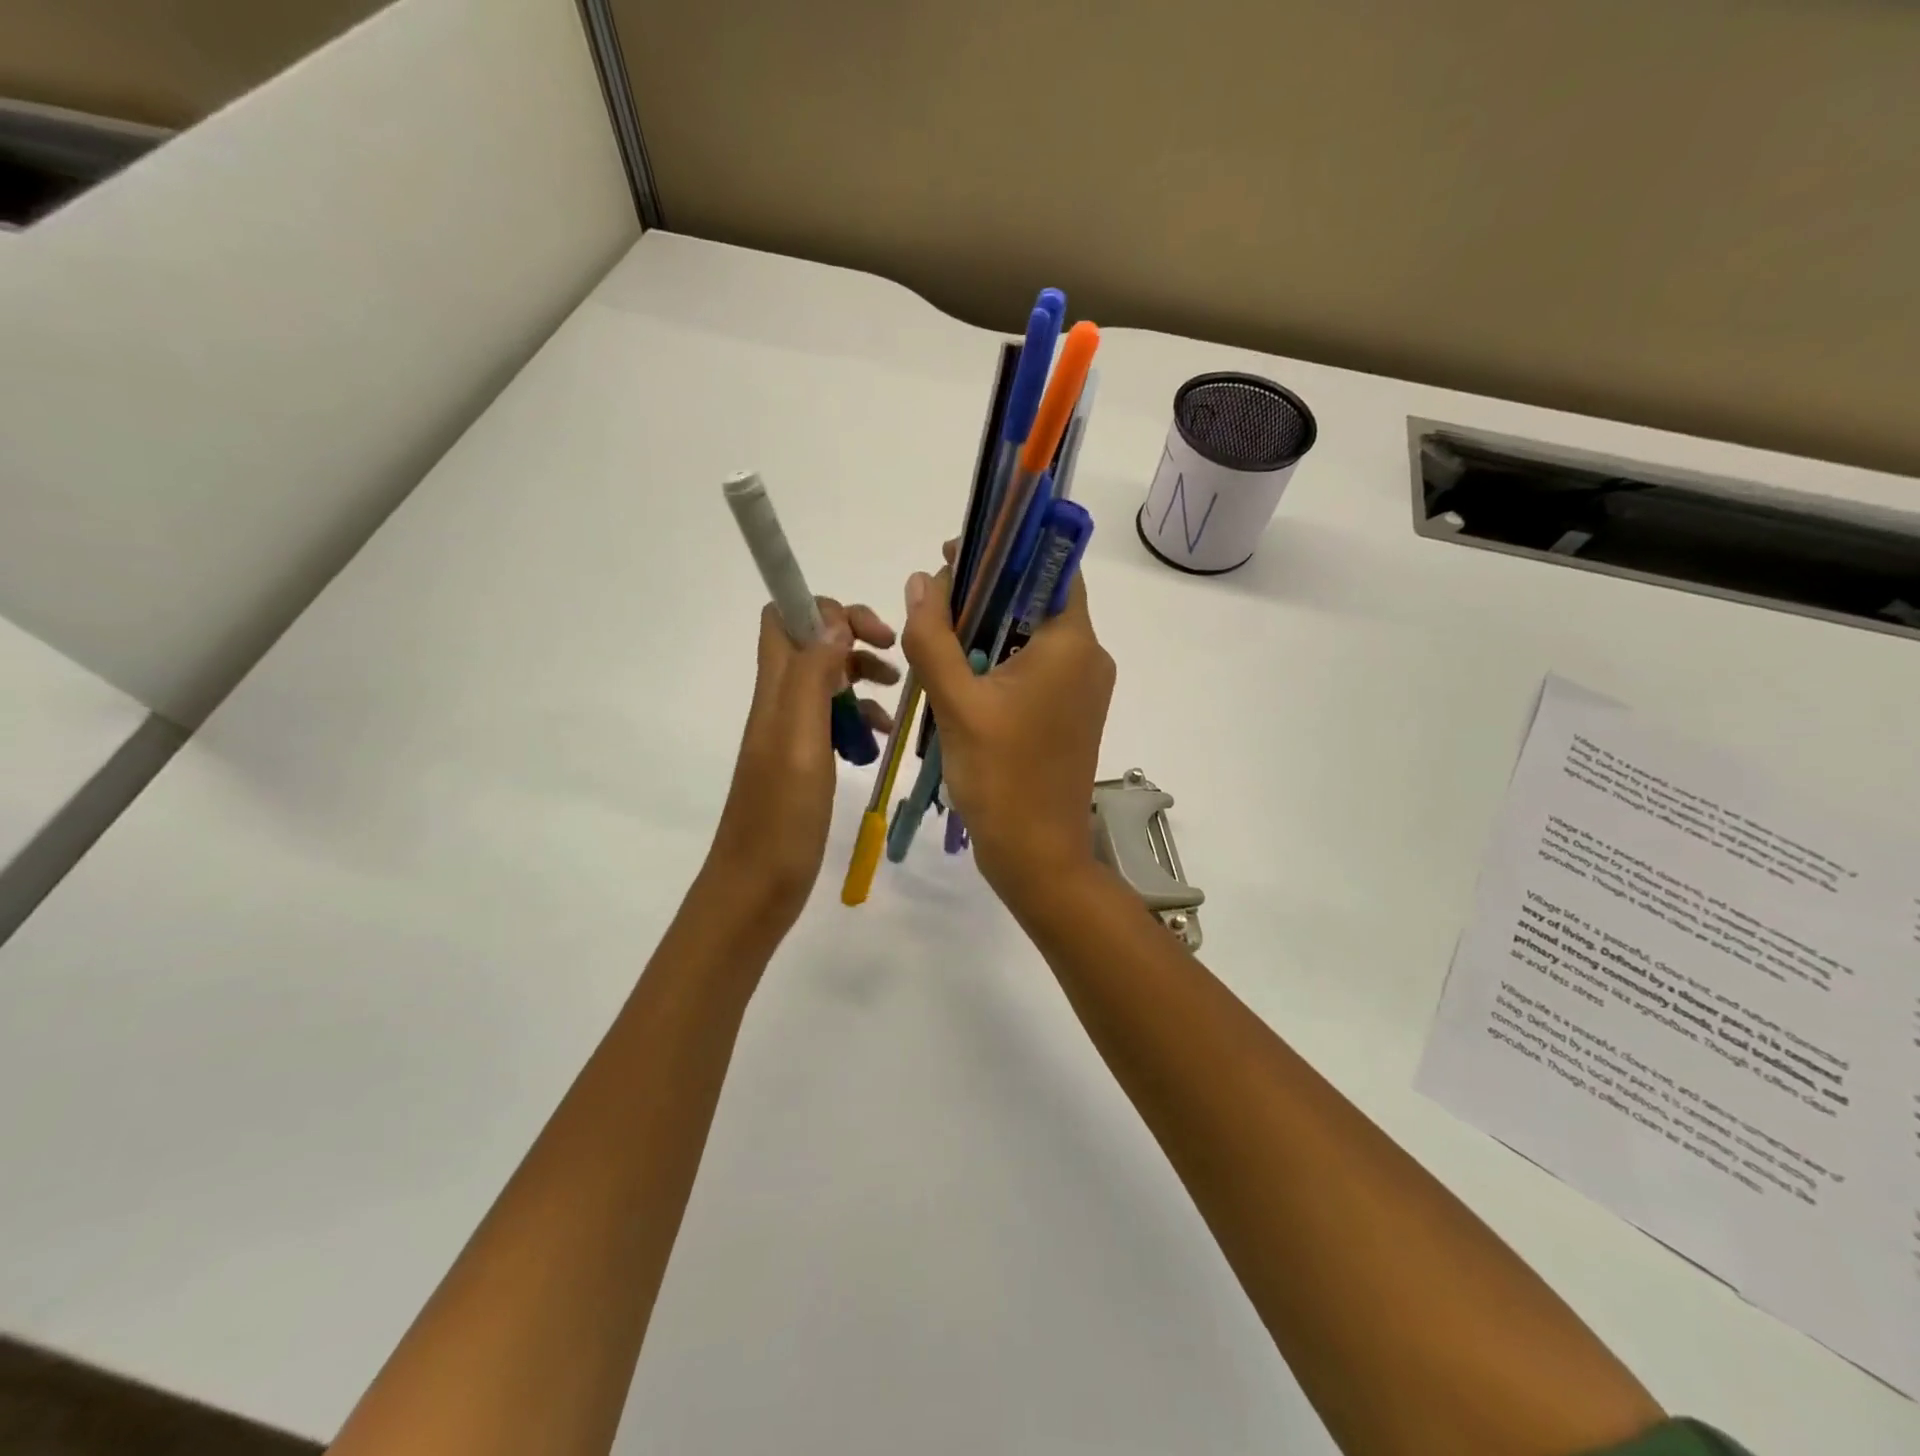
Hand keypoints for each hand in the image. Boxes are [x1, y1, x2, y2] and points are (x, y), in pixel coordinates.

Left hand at [709, 599, 897, 929]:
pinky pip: (833, 722)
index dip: (826, 609)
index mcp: (774, 690)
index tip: (871, 633)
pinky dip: (860, 719)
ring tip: (896, 697)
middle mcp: (779, 702)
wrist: (756, 886)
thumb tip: (833, 619)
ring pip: (827, 681)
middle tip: (892, 658)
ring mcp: (790, 733)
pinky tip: (881, 739)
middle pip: (811, 643)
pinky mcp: (803, 762)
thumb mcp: (799, 739)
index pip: (784, 617)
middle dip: (853, 638)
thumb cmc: (781, 816)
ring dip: (861, 678)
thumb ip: (812, 676)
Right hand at [899, 555, 1113, 907]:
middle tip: (935, 597)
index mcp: (1073, 644)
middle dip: (987, 592)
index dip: (1006, 550)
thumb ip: (933, 638)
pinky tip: (961, 676)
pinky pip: (1035, 669)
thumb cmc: (1001, 778)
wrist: (1037, 855)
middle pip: (1037, 601)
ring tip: (938, 637)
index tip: (958, 552)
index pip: (1051, 568)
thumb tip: (921, 581)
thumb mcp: (956, 704)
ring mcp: (1083, 689)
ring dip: (988, 630)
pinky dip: (1000, 661)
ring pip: (1032, 636)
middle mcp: (1089, 658)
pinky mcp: (1070, 714)